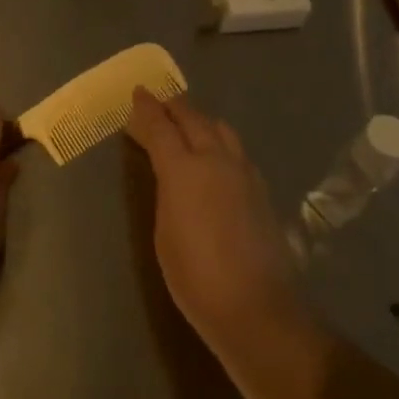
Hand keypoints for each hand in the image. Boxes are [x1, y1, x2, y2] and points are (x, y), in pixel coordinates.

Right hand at [126, 88, 305, 346]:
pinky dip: (219, 141)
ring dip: (200, 121)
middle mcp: (216, 160)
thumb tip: (169, 172)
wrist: (255, 306)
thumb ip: (166, 192)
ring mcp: (244, 172)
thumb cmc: (195, 276)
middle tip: (159, 103)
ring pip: (221, 130)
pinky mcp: (261, 189)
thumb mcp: (164, 232)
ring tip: (186, 124)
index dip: (147, 109)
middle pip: (194, 119)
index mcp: (184, 169)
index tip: (138, 93)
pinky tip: (214, 155)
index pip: (160, 127)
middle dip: (174, 107)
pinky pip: (236, 150)